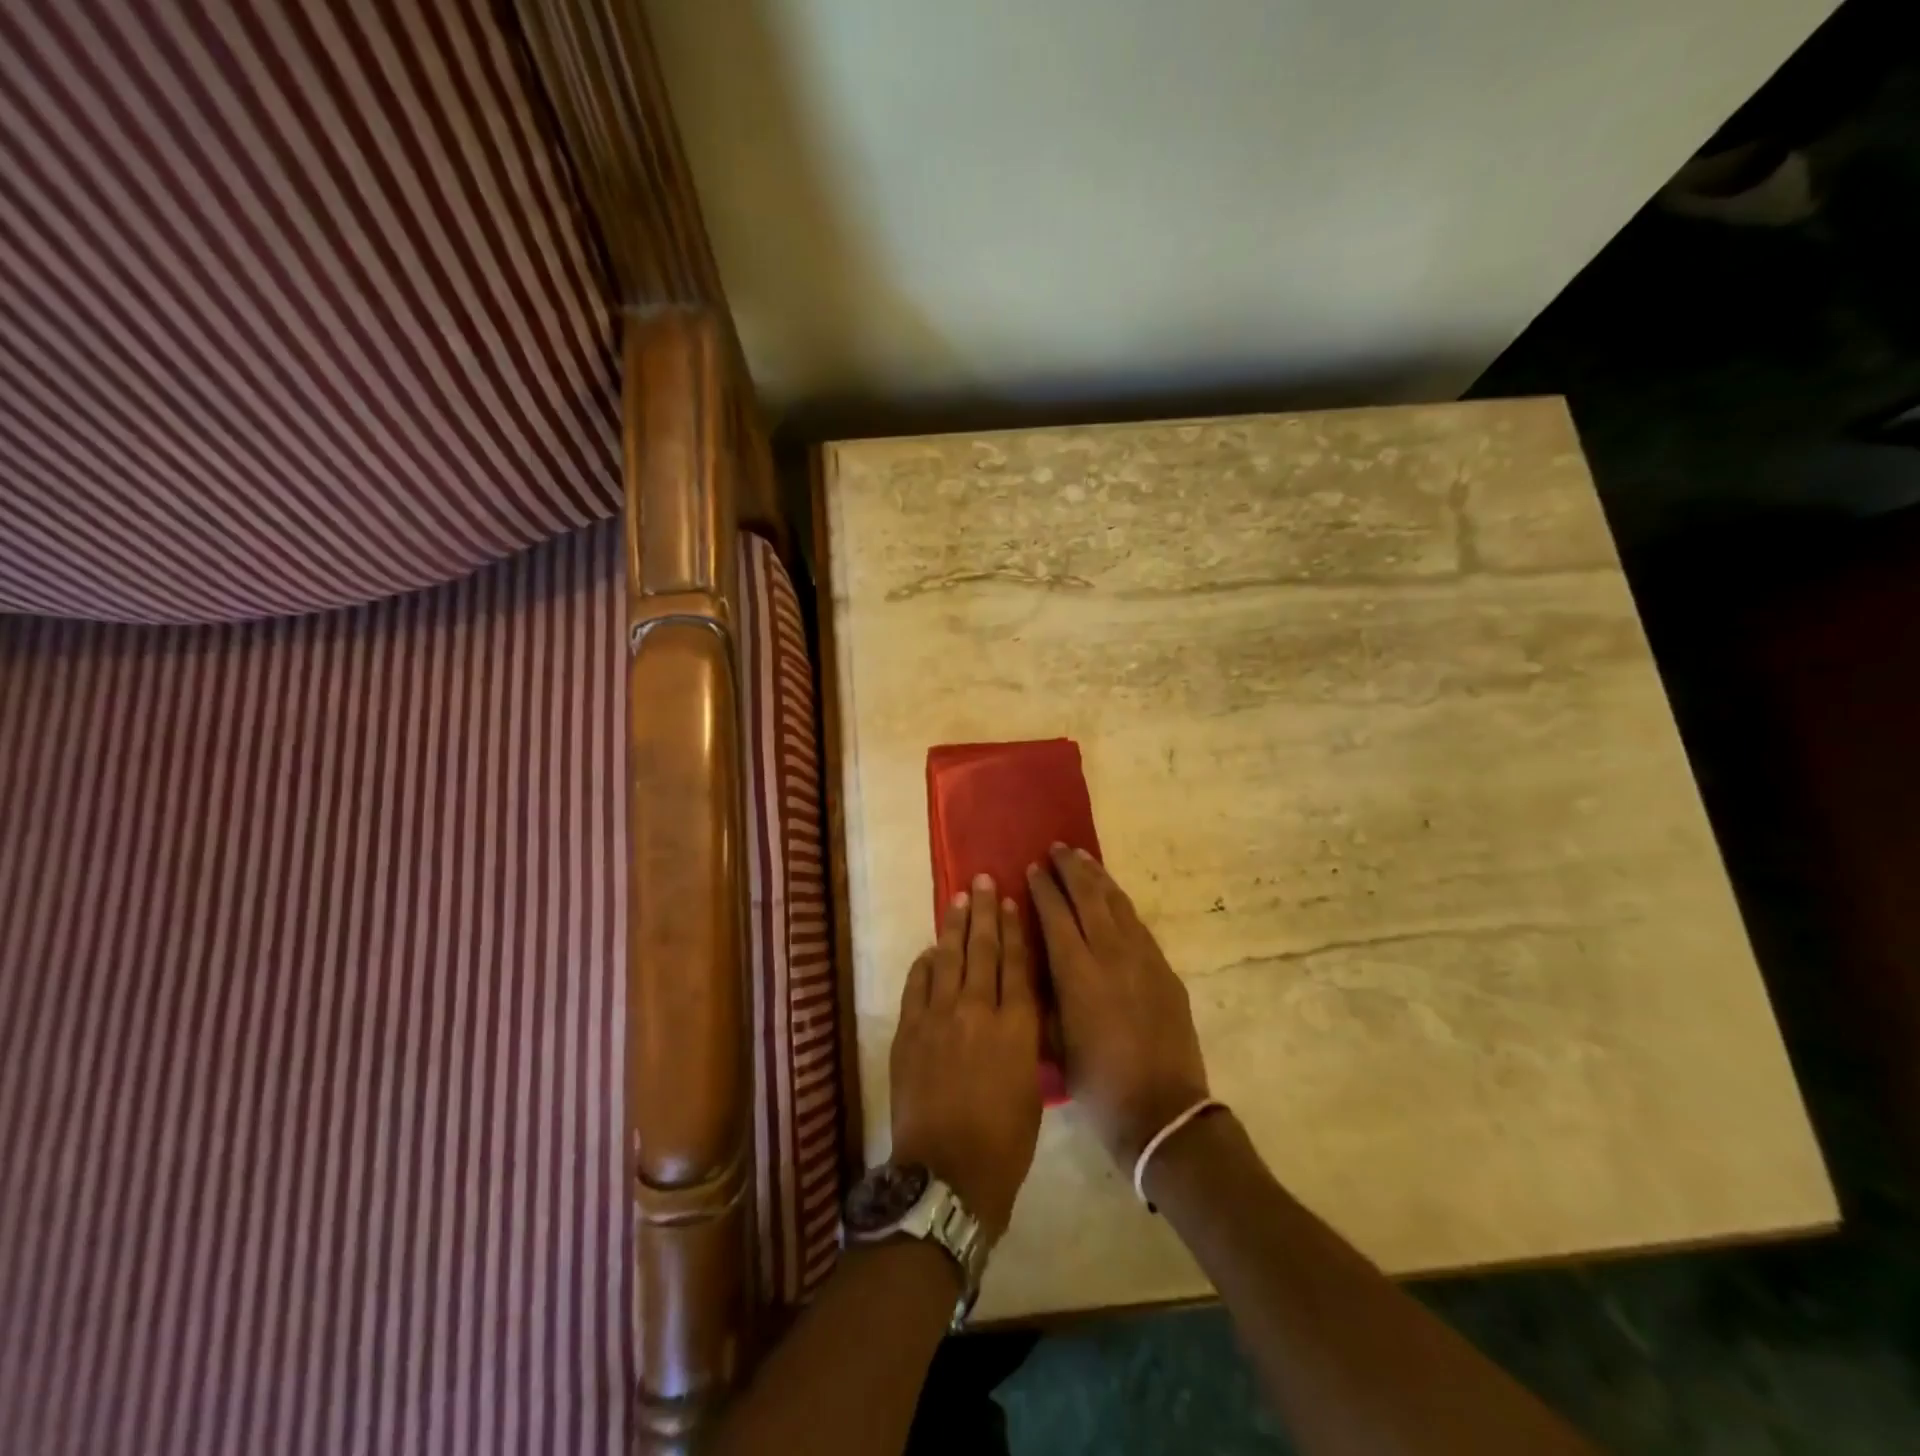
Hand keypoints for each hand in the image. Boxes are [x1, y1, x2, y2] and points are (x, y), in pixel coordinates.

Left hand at [889, 874, 1043, 1240]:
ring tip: (961, 899)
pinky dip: (926, 964)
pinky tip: (932, 950)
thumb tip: (1015, 1007)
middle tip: (984, 881)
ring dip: (955, 926)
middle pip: (984, 950)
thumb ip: (1024, 1039)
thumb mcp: (1032, 1088)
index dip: (1015, 930)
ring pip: (950, 959)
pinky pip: (918, 985)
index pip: (1017, 964)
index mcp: (1017, 1027)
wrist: (947, 1175)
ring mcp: (940, 1018)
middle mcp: (979, 1011)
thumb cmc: (1004, 1143)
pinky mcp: (910, 1031)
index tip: (1013, 902)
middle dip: (986, 913)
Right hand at [1028, 846, 1209, 1168]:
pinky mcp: (1164, 969)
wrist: (1163, 1111)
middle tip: (1057, 847)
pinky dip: (1120, 903)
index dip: (1044, 888)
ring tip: (1084, 858)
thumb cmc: (1097, 1084)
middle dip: (1071, 868)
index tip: (1033, 867)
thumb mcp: (1054, 1041)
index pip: (1056, 914)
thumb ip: (1044, 994)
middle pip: (1089, 897)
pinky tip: (1113, 898)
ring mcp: (1143, 958)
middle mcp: (1110, 954)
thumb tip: (1036, 961)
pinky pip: (1137, 924)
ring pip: (1117, 904)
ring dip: (1098, 877)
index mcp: (1077, 972)